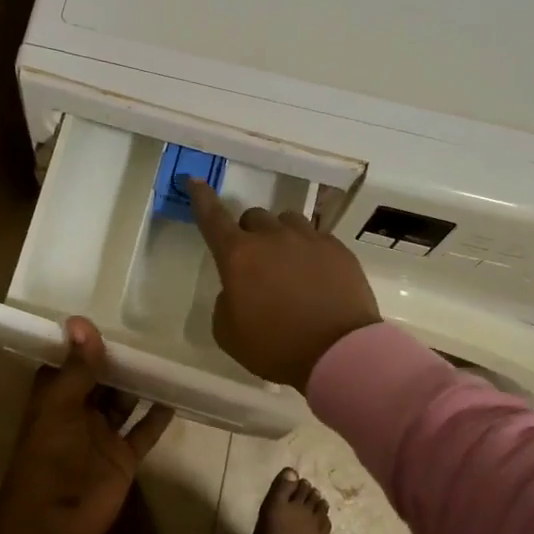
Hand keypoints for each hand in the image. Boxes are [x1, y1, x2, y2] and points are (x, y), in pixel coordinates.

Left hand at [0, 317, 173, 533]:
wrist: (53, 524)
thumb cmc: (49, 458)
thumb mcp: (61, 407)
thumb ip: (78, 367)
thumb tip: (82, 320)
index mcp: (55, 397)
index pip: (70, 361)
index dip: (86, 341)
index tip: (108, 310)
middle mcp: (78, 411)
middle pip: (101, 379)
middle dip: (119, 359)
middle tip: (150, 328)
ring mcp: (102, 435)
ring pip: (124, 401)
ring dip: (141, 383)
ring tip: (166, 354)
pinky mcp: (123, 457)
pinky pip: (144, 431)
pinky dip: (158, 416)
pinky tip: (176, 394)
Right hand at [188, 179, 380, 391]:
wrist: (338, 353)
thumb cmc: (276, 348)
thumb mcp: (229, 333)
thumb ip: (226, 301)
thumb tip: (239, 288)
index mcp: (238, 256)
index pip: (213, 218)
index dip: (201, 198)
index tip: (194, 180)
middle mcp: (272, 238)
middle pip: (253, 217)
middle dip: (249, 234)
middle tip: (255, 263)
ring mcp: (309, 239)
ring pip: (287, 221)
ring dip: (280, 236)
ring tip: (288, 264)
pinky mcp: (338, 249)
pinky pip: (317, 237)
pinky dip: (309, 250)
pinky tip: (315, 275)